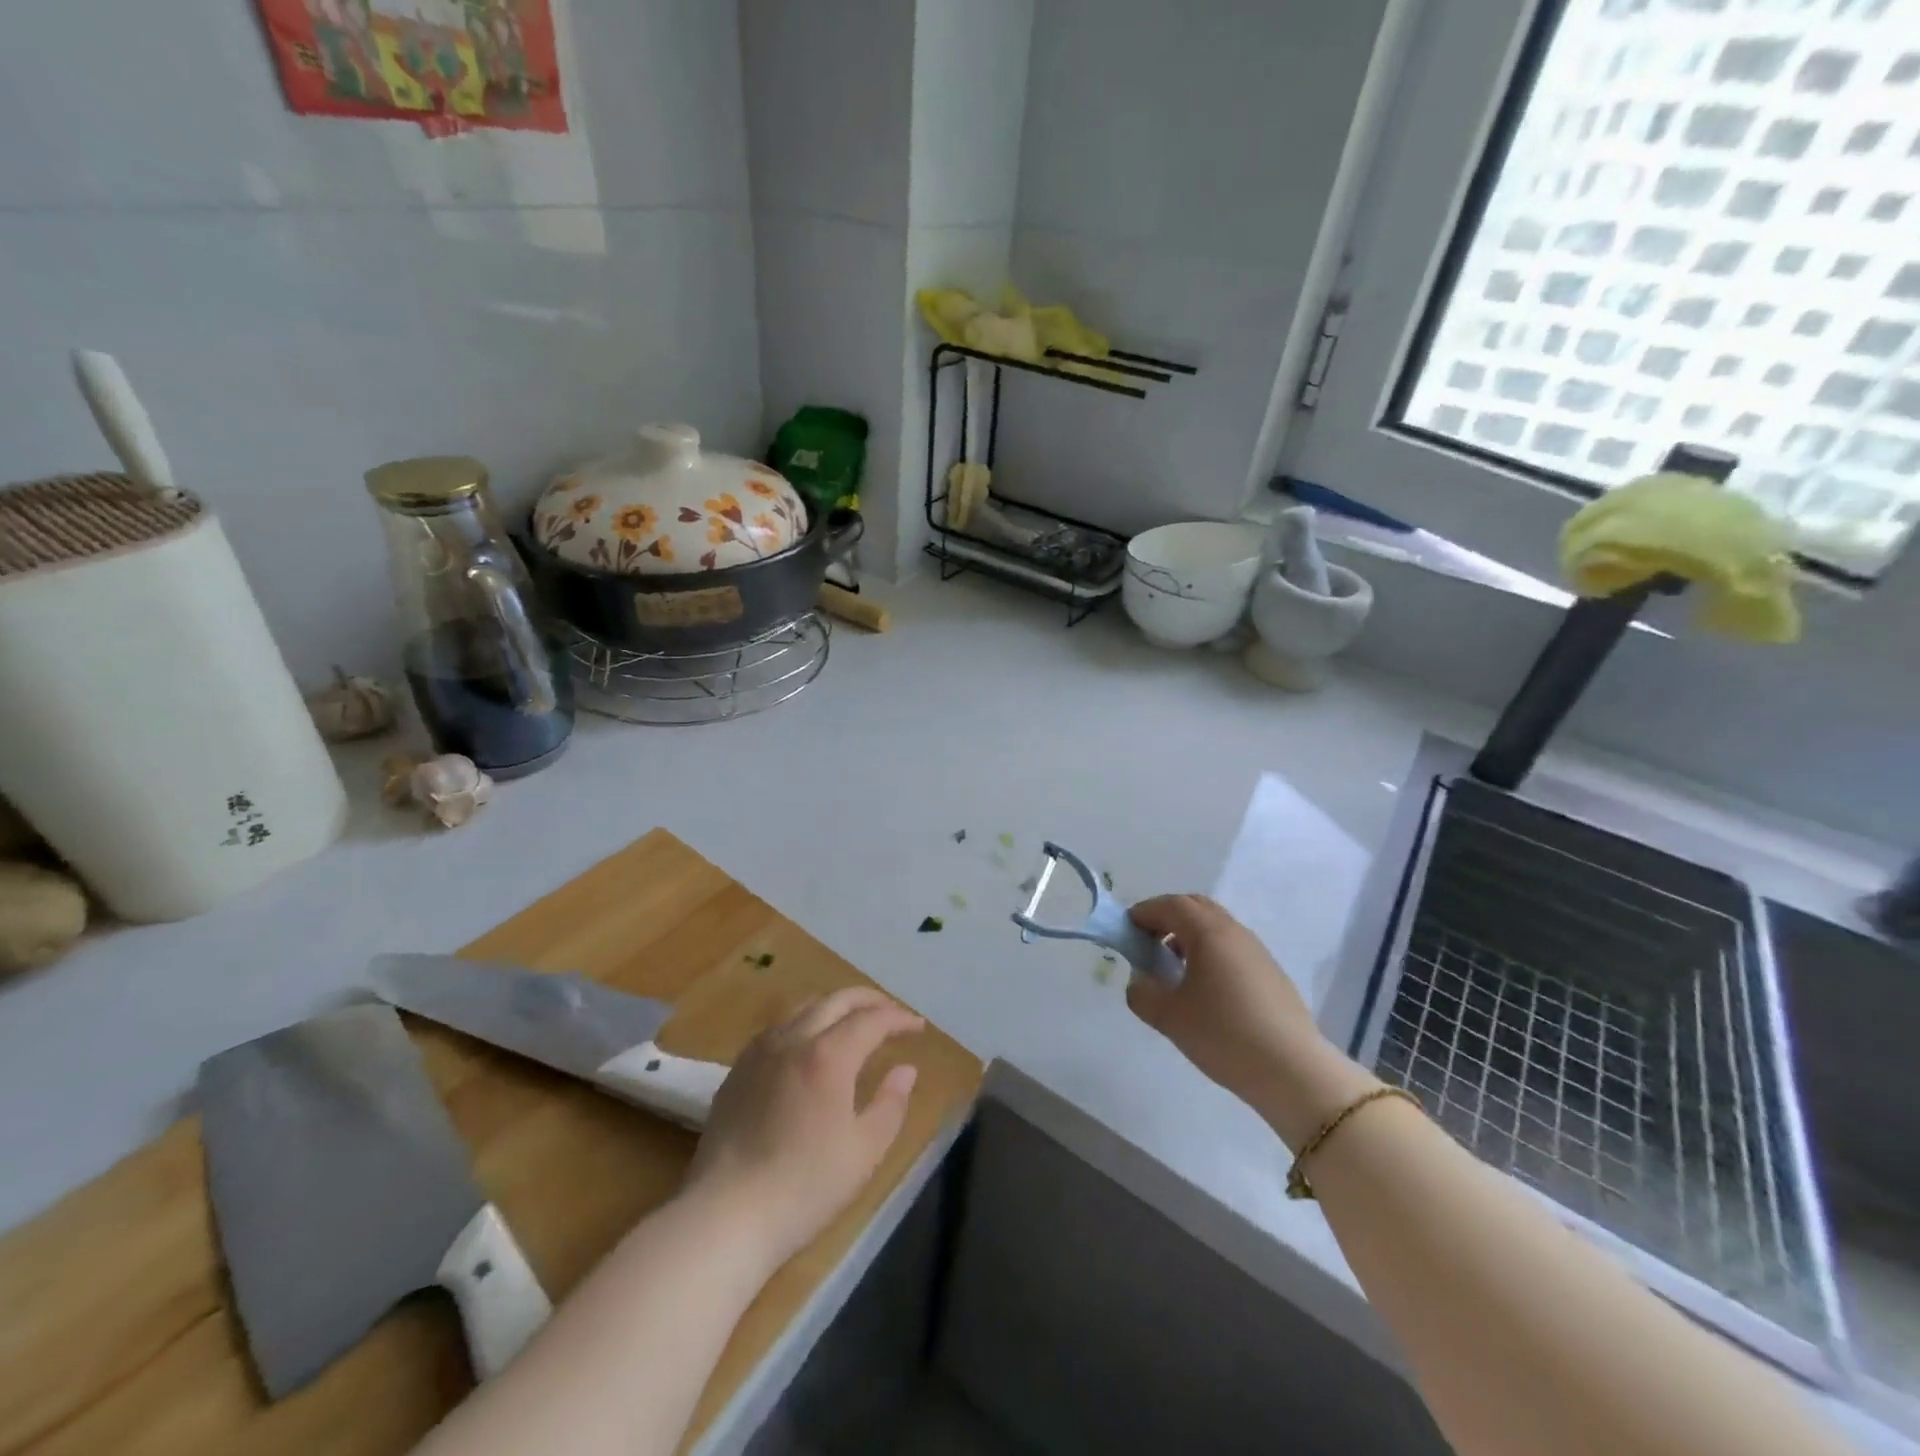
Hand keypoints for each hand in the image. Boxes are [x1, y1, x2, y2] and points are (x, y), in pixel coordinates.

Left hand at [684, 988, 922, 1268]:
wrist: (725, 1216)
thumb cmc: (804, 1187)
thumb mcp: (864, 1151)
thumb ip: (890, 1104)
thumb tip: (905, 1070)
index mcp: (828, 1055)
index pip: (871, 1020)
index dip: (898, 1019)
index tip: (918, 1027)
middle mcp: (793, 1039)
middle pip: (837, 1000)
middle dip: (869, 1001)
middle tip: (892, 1014)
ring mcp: (760, 1051)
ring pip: (804, 1008)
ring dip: (835, 1008)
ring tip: (853, 1026)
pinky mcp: (737, 1070)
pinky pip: (778, 1029)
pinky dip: (805, 1024)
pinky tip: (808, 1047)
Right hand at [1126, 895, 1376, 1148]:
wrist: (1292, 1070)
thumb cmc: (1223, 1034)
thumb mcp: (1170, 1017)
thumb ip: (1142, 994)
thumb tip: (1139, 982)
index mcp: (1207, 932)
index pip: (1170, 905)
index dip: (1144, 912)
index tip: (1126, 930)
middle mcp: (1233, 931)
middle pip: (1195, 907)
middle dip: (1167, 917)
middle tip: (1148, 943)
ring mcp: (1257, 950)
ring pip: (1216, 927)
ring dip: (1189, 936)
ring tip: (1174, 968)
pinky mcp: (1271, 972)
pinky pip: (1232, 947)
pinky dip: (1210, 952)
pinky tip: (1205, 989)